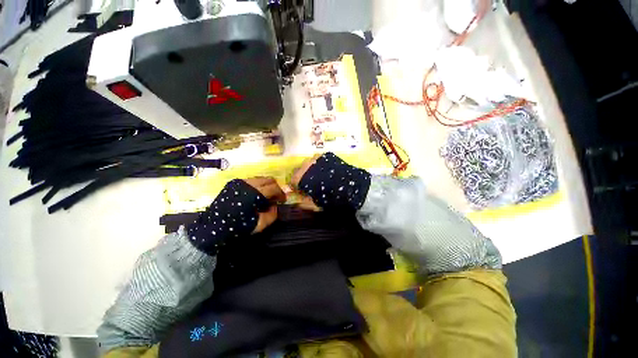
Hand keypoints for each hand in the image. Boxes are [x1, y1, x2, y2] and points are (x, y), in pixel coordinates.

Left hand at [187, 177, 284, 254]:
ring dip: (266, 186)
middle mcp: (248, 183)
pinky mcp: (232, 183)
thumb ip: (272, 214)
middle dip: (275, 187)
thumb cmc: (237, 227)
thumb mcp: (259, 224)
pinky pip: (250, 181)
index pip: (274, 187)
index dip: (281, 193)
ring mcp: (239, 182)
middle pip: (268, 179)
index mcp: (255, 193)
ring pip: (259, 179)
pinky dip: (257, 186)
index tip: (283, 200)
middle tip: (275, 198)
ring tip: (265, 197)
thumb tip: (275, 206)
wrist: (212, 228)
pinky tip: (254, 196)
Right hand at [290, 152, 370, 211]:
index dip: (296, 186)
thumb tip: (297, 202)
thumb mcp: (316, 205)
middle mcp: (307, 164)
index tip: (300, 190)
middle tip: (310, 183)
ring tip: (319, 176)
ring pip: (309, 163)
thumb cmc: (331, 198)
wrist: (351, 187)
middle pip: (300, 169)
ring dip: (311, 169)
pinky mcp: (328, 155)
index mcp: (302, 177)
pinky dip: (320, 165)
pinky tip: (327, 171)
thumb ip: (304, 203)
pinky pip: (319, 159)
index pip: (293, 180)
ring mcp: (318, 158)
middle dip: (303, 176)